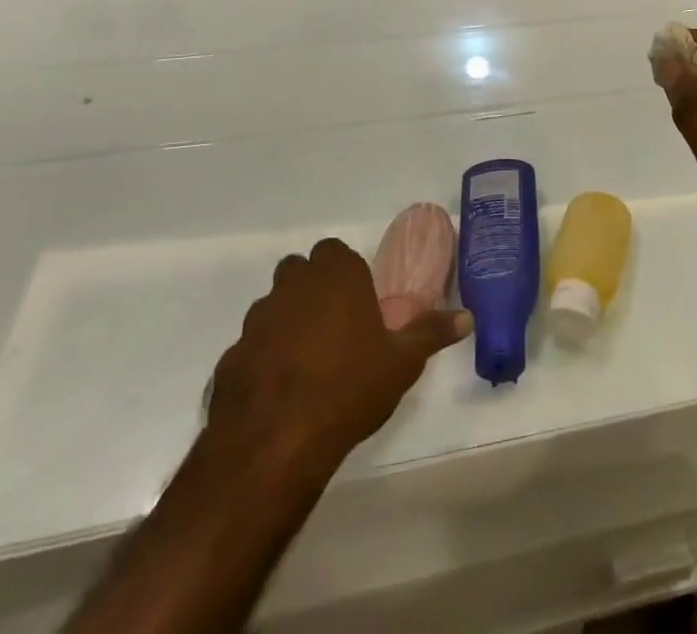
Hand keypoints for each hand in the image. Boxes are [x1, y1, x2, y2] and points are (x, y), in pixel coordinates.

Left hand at [204, 238, 469, 478]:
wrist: (274, 445)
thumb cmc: (348, 388)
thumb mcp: (402, 362)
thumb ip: (432, 332)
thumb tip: (467, 316)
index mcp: (334, 275)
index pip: (335, 252)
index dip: (345, 273)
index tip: (358, 303)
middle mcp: (292, 286)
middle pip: (300, 273)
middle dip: (314, 291)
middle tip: (336, 328)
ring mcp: (255, 320)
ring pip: (273, 308)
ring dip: (287, 324)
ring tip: (309, 364)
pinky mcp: (229, 357)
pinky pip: (251, 348)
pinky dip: (263, 361)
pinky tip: (279, 394)